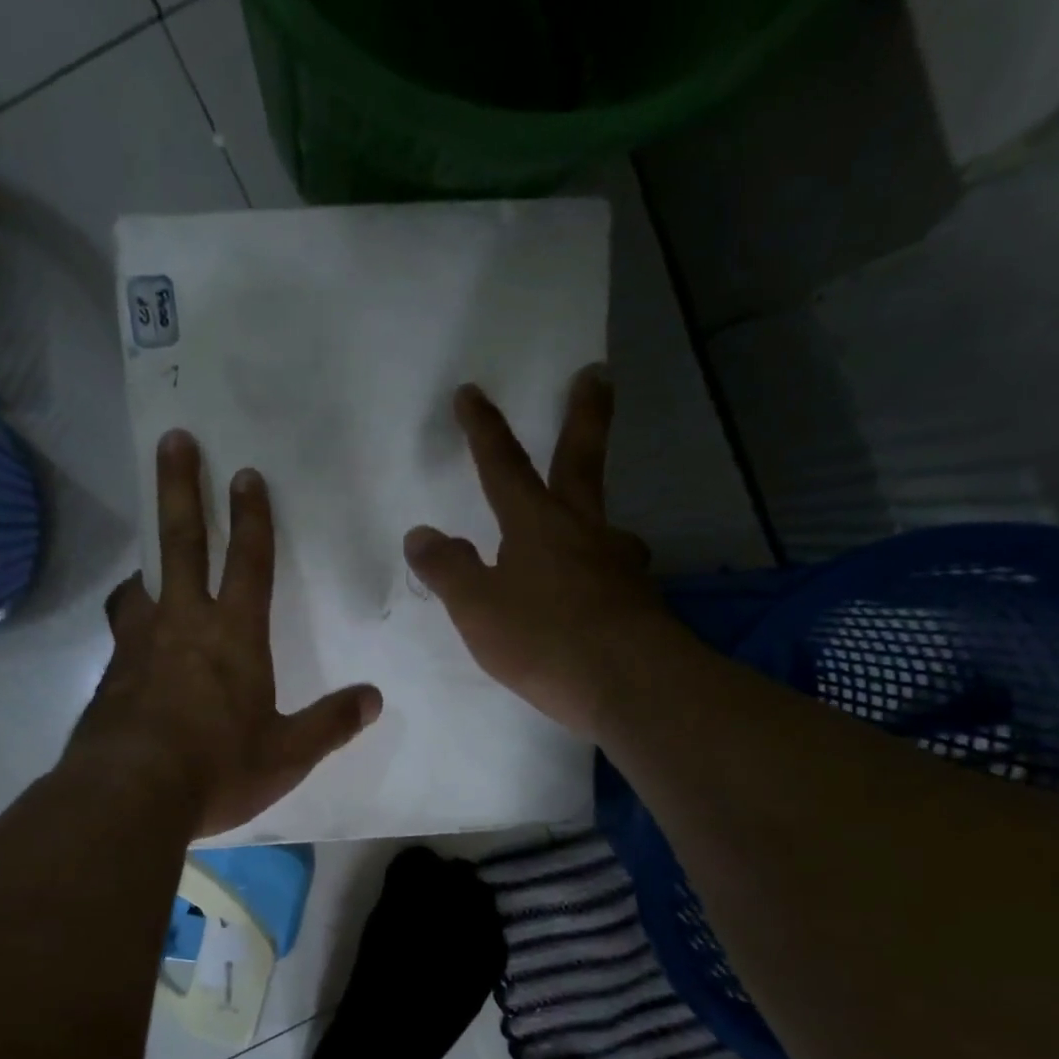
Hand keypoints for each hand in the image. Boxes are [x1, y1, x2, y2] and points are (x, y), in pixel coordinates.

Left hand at [69, 431, 382, 837]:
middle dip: (180, 487)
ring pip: (139, 584)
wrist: (128, 795)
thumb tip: (373, 699)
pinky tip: (132, 642)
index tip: (246, 473)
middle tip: (173, 440)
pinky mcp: (109, 674)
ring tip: (146, 561)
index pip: (249, 562)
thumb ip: (331, 724)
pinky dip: (129, 620)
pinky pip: (120, 632)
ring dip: (146, 562)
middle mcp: (183, 624)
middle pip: (181, 542)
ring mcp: (137, 645)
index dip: (252, 517)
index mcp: (234, 635)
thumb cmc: (217, 768)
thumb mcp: (287, 754)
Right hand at [404, 367, 664, 737]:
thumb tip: (421, 533)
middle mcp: (583, 529)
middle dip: (584, 414)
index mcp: (536, 524)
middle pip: (581, 460)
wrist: (631, 684)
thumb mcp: (477, 608)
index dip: (484, 429)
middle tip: (596, 374)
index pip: (503, 465)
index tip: (471, 391)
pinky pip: (612, 571)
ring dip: (594, 511)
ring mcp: (618, 561)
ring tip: (588, 527)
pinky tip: (595, 592)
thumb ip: (448, 570)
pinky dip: (599, 570)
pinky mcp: (638, 597)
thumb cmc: (544, 639)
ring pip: (604, 523)